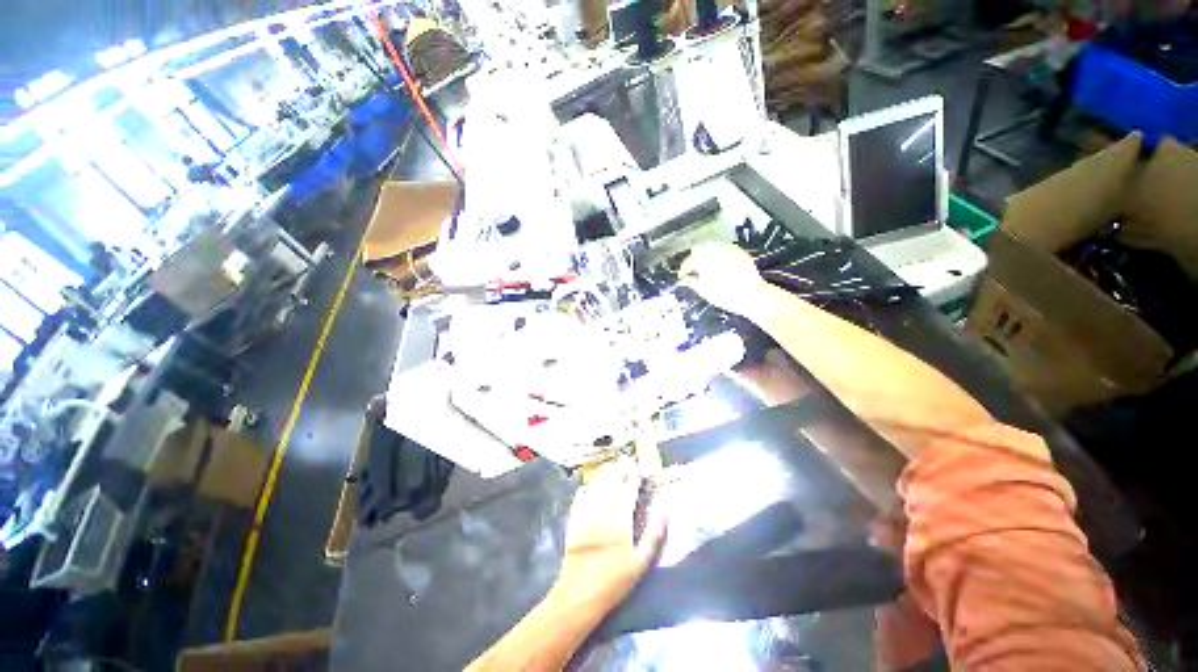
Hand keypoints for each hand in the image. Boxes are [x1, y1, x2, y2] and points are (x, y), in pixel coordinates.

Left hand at [552, 466, 666, 613]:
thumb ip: (654, 533)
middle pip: (613, 481)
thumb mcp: (641, 561)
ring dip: (605, 474)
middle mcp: (603, 508)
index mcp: (620, 516)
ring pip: (596, 485)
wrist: (579, 593)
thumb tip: (666, 508)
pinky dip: (586, 488)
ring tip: (611, 466)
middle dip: (621, 469)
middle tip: (628, 461)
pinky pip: (580, 497)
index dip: (636, 475)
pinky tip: (588, 485)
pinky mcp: (574, 519)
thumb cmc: (614, 579)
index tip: (642, 468)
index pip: (629, 487)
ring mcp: (586, 512)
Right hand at [680, 243, 769, 317]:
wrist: (753, 295)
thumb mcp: (705, 291)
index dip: (683, 268)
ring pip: (712, 247)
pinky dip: (718, 255)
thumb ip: (691, 282)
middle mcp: (716, 251)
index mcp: (705, 260)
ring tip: (705, 267)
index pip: (689, 261)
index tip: (682, 276)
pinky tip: (720, 264)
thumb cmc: (726, 296)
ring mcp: (729, 250)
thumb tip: (683, 279)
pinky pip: (724, 249)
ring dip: (706, 255)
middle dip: (694, 259)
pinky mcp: (739, 252)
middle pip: (699, 250)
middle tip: (693, 270)